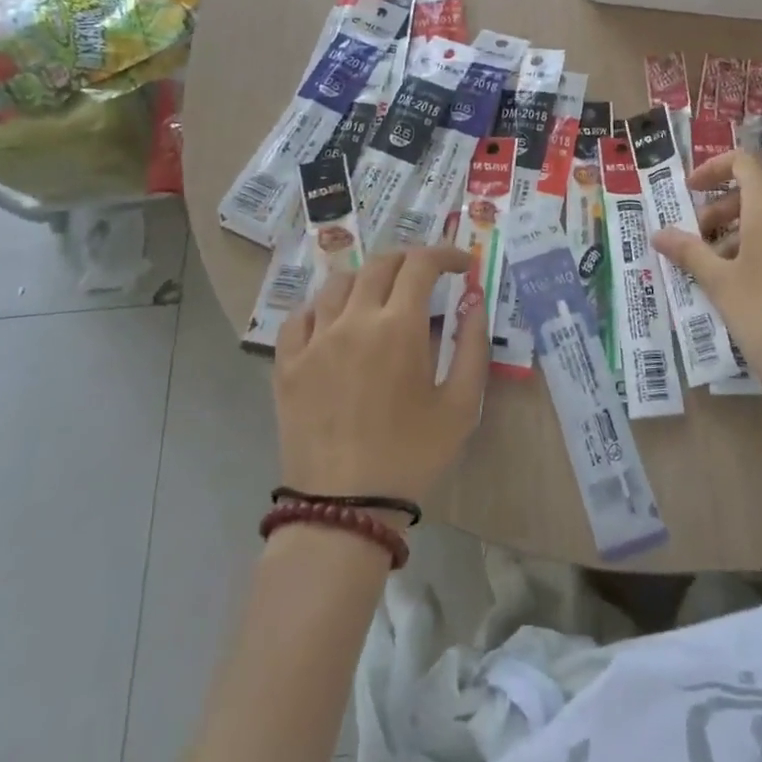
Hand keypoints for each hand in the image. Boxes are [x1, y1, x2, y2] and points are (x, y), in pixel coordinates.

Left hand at [274, 245, 489, 512]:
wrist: (345, 507)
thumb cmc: (412, 455)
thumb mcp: (462, 405)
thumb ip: (472, 345)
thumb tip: (474, 301)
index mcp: (398, 326)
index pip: (420, 264)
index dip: (444, 254)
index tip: (461, 264)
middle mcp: (353, 319)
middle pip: (380, 264)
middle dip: (409, 260)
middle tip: (427, 276)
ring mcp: (315, 339)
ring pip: (338, 283)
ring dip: (367, 279)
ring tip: (382, 297)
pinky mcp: (287, 362)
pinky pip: (301, 315)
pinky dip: (323, 307)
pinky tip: (336, 322)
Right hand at [651, 151, 761, 410]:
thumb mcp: (720, 284)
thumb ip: (688, 252)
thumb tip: (658, 233)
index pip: (744, 161)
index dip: (713, 168)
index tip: (690, 191)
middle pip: (759, 187)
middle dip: (724, 204)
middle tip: (699, 235)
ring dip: (742, 227)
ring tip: (716, 265)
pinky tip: (746, 282)